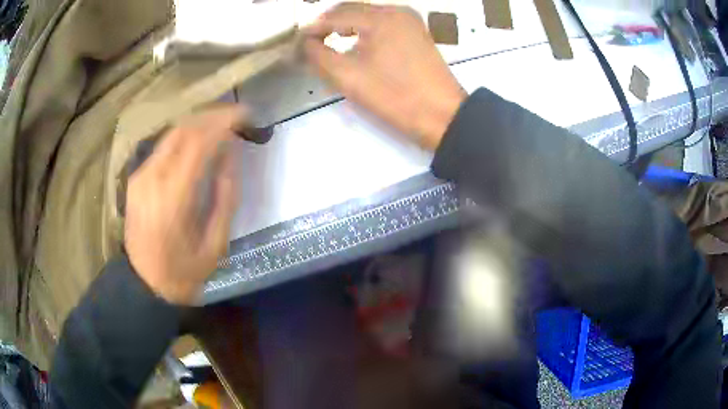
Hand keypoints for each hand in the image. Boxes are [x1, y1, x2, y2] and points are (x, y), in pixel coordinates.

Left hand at [125, 106, 243, 304]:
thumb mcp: (216, 244)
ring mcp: (140, 177)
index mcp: (173, 199)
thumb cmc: (183, 272)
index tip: (246, 115)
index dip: (224, 122)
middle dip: (212, 116)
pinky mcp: (136, 179)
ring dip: (198, 123)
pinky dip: (183, 137)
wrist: (144, 285)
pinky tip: (197, 142)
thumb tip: (231, 154)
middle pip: (183, 129)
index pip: (199, 142)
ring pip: (171, 134)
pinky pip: (162, 148)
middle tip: (236, 115)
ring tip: (220, 123)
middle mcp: (152, 179)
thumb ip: (225, 196)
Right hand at [303, 3, 466, 149]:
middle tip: (310, 42)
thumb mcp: (349, 77)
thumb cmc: (395, 96)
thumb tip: (306, 43)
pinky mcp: (417, 34)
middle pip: (353, 10)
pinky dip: (364, 31)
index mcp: (381, 17)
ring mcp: (410, 21)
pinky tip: (355, 43)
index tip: (297, 41)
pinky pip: (382, 25)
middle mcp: (397, 11)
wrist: (443, 116)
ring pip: (368, 16)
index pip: (336, 14)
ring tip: (328, 42)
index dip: (313, 27)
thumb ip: (319, 55)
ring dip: (346, 26)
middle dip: (329, 24)